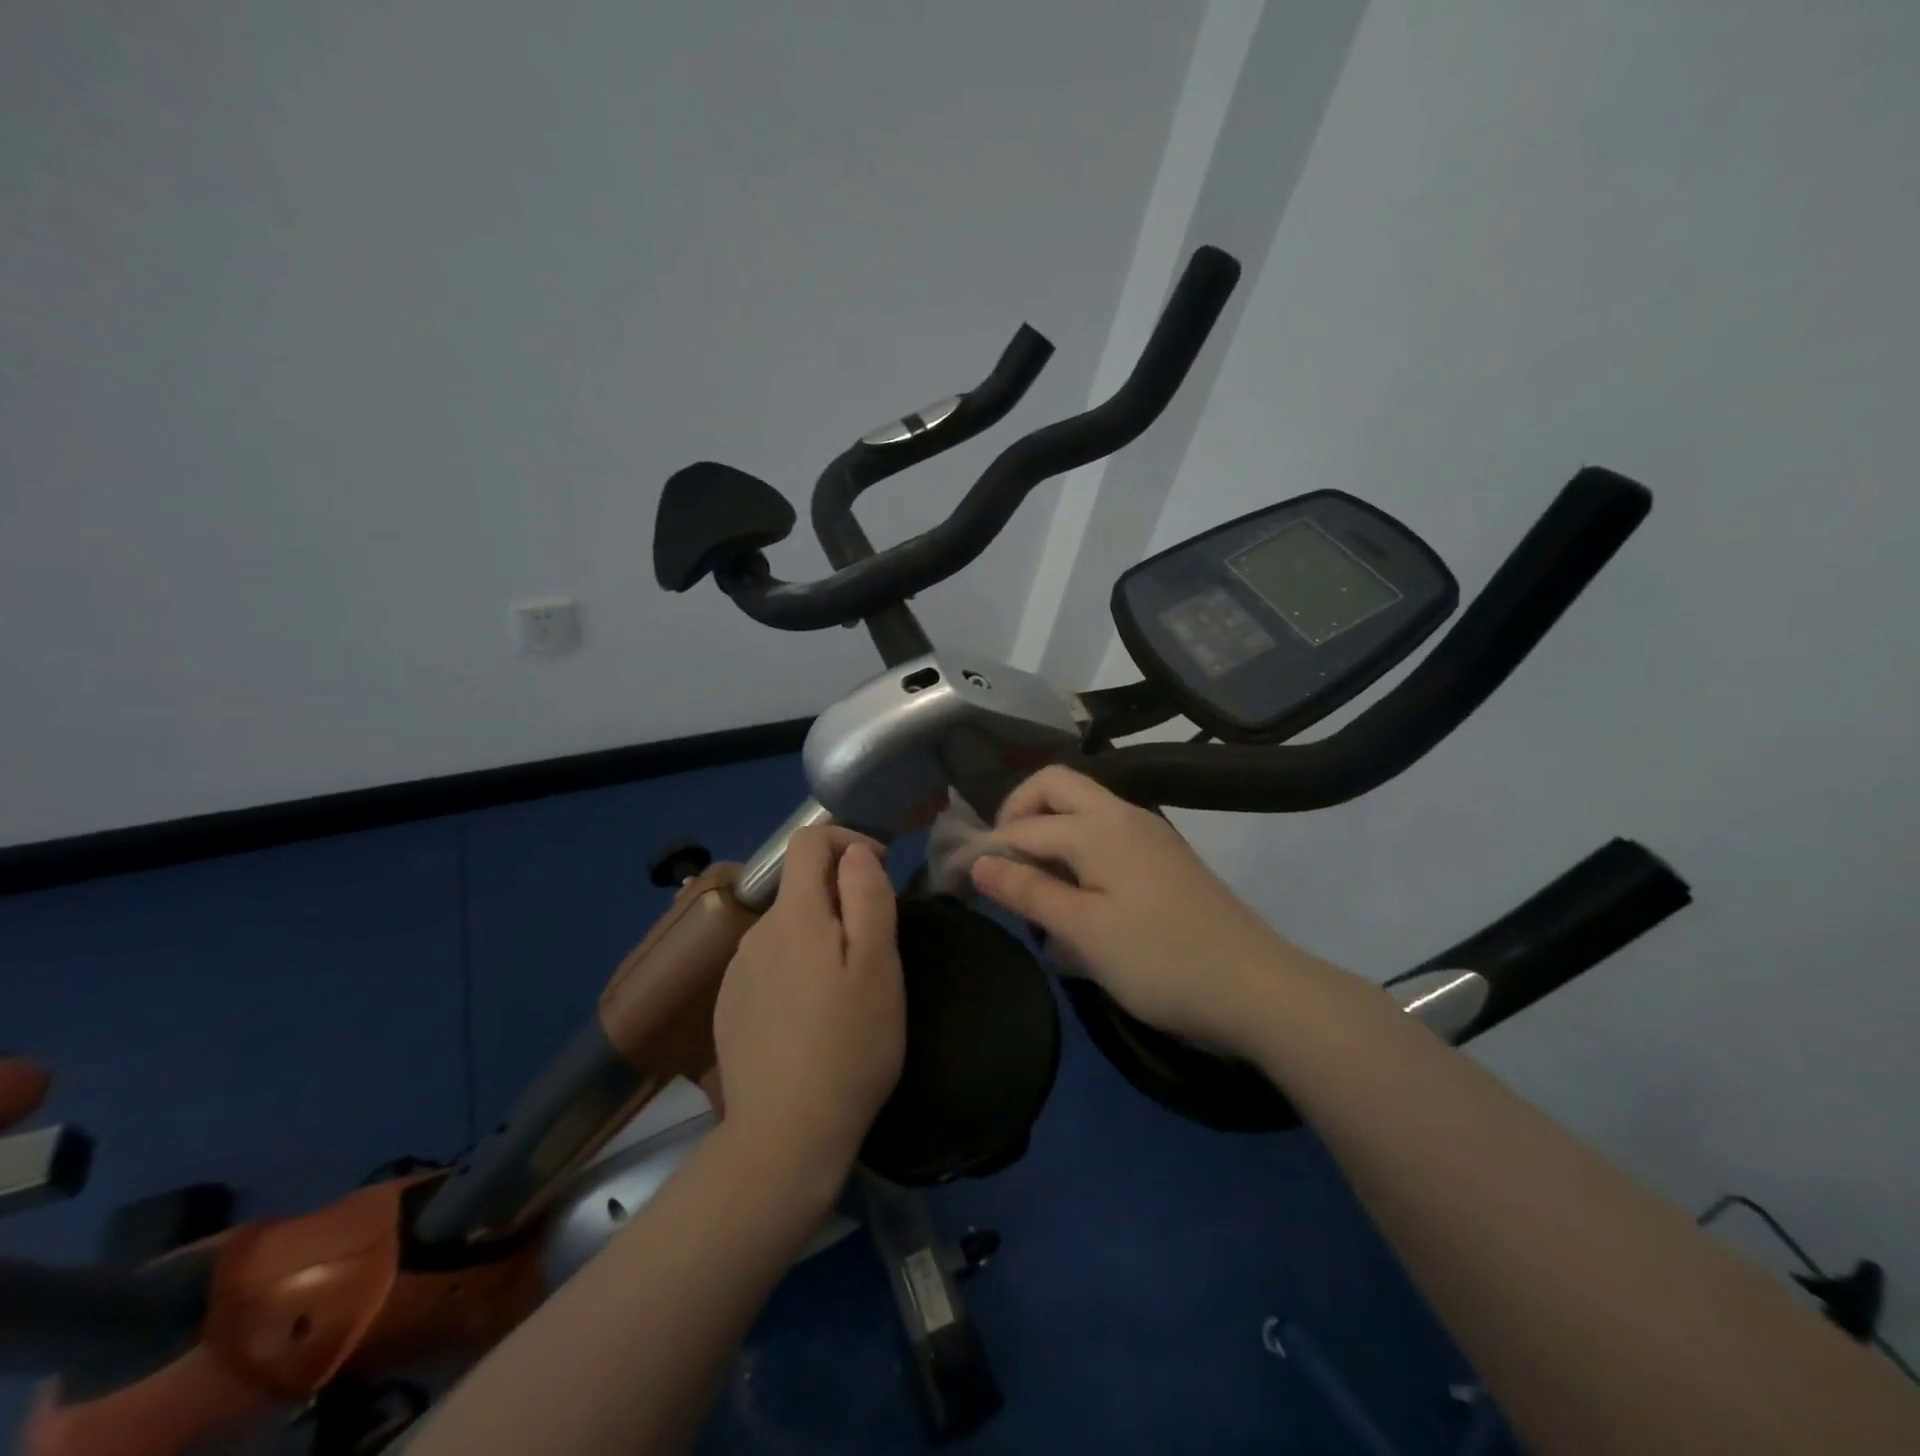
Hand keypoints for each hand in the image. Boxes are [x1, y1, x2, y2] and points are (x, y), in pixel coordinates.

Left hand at [713, 827, 903, 1186]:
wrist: (784, 1137)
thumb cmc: (849, 1047)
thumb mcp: (879, 966)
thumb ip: (867, 896)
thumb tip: (854, 853)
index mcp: (794, 916)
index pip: (808, 842)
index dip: (847, 840)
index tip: (878, 871)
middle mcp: (756, 933)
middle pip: (800, 888)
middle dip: (840, 898)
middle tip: (875, 949)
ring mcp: (736, 972)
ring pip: (786, 929)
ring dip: (819, 937)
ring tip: (846, 989)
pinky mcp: (729, 1007)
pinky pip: (768, 964)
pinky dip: (795, 969)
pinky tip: (811, 1018)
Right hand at [969, 766, 1311, 1054]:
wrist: (1258, 989)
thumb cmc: (1161, 960)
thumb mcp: (1084, 931)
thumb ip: (1028, 891)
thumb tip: (978, 861)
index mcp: (1100, 827)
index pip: (1023, 826)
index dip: (984, 848)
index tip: (953, 875)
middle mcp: (1124, 816)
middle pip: (1056, 788)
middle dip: (1018, 814)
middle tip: (998, 861)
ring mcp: (1150, 836)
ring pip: (1083, 812)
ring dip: (1049, 835)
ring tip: (1032, 889)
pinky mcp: (1165, 861)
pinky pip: (1107, 840)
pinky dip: (1078, 856)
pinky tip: (1075, 905)